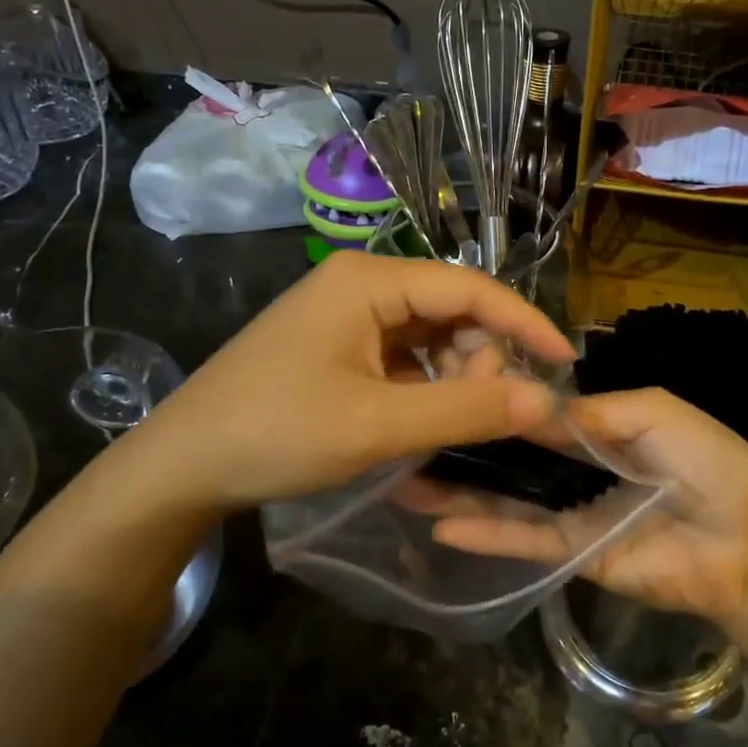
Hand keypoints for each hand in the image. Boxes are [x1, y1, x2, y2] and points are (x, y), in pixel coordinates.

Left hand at [116, 251, 574, 515]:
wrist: (181, 465)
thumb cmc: (276, 433)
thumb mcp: (377, 424)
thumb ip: (466, 410)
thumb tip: (547, 399)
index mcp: (370, 281)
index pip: (470, 288)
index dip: (523, 322)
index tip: (565, 361)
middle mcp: (361, 284)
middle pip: (452, 311)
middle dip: (479, 360)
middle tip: (482, 417)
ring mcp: (346, 314)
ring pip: (430, 336)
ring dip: (452, 378)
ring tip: (444, 427)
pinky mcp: (337, 345)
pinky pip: (402, 356)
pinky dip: (423, 387)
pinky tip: (417, 423)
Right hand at [431, 388, 747, 631]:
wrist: (746, 540)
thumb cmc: (708, 460)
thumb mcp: (655, 411)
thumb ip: (592, 411)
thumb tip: (532, 409)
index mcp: (602, 431)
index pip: (539, 416)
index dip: (500, 405)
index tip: (452, 391)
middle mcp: (580, 471)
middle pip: (515, 458)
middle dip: (469, 448)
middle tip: (413, 438)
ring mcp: (573, 513)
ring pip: (509, 499)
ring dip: (462, 490)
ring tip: (407, 481)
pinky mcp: (574, 554)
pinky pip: (525, 540)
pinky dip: (486, 532)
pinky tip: (442, 522)